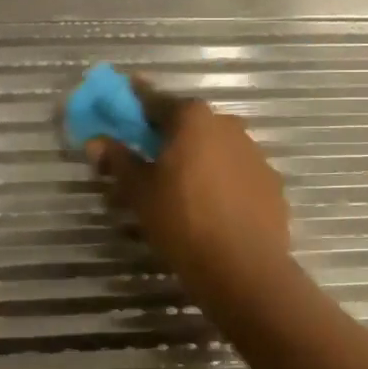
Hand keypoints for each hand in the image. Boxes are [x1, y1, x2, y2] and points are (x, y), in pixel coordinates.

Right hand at [87, 89, 291, 303]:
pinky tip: (211, 208)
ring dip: (197, 160)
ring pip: (216, 149)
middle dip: (168, 136)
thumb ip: (119, 161)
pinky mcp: (271, 183)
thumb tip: (96, 141)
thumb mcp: (140, 193)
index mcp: (193, 119)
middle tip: (148, 157)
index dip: (135, 103)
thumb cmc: (183, 221)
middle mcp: (228, 125)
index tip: (121, 103)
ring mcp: (255, 154)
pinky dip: (221, 182)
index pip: (156, 101)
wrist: (244, 267)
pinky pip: (237, 174)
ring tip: (180, 189)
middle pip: (190, 124)